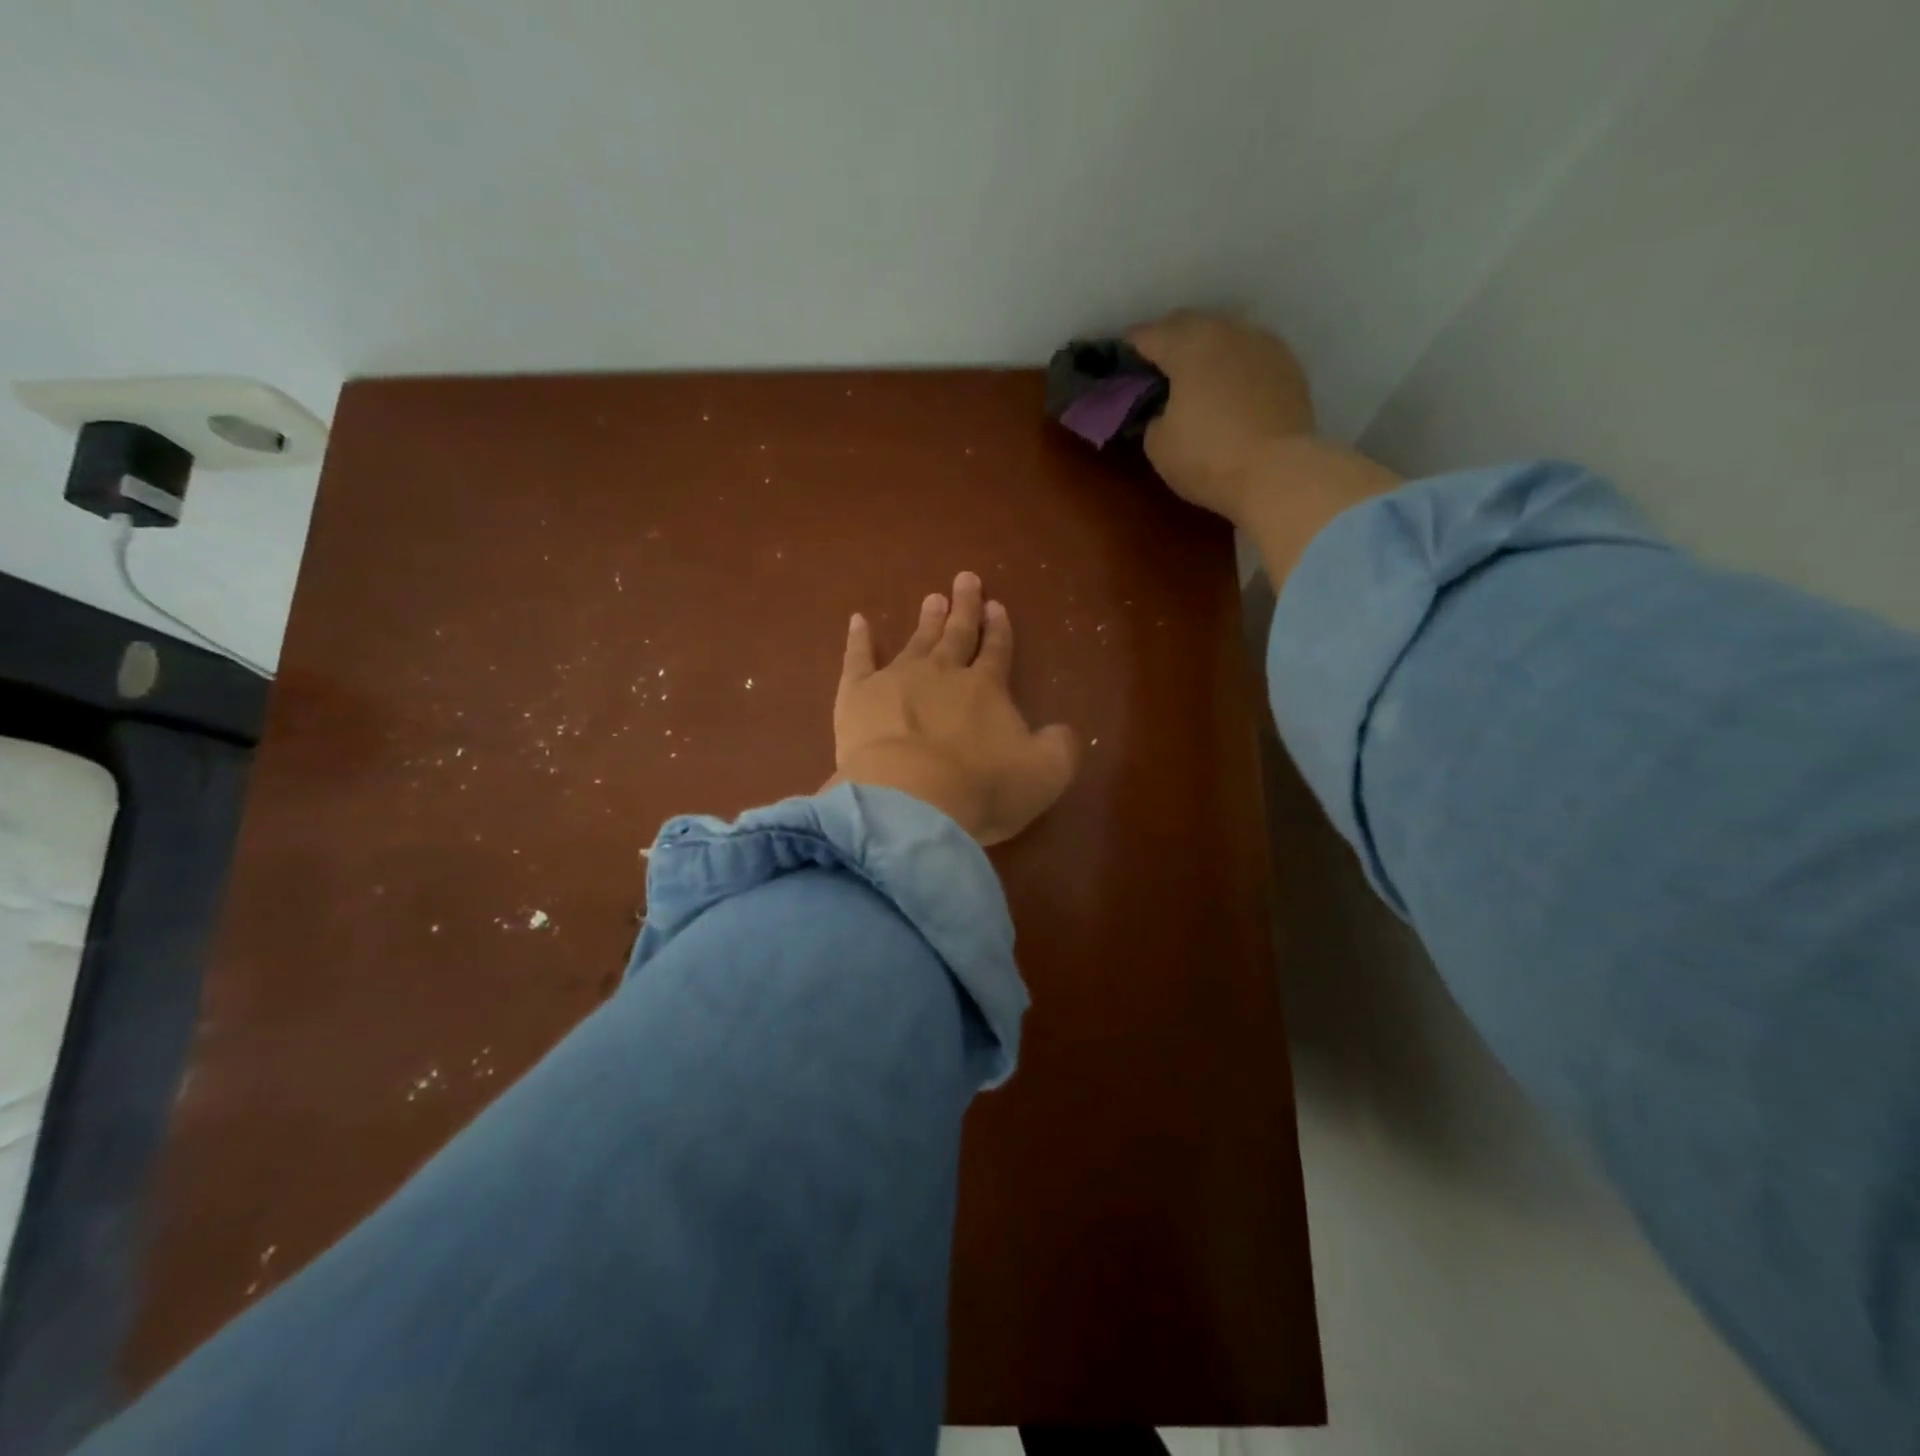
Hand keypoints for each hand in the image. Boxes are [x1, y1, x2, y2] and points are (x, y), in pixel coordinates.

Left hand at [827, 571, 1078, 846]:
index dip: (998, 629)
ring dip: (927, 619)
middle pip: (957, 634)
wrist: (910, 800)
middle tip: (966, 580)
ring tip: (932, 598)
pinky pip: (857, 658)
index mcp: (987, 688)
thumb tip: (1061, 730)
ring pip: (917, 641)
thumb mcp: (1044, 773)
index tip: (997, 607)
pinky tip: (858, 620)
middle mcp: (943, 673)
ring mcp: (897, 679)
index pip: (996, 650)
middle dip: (965, 608)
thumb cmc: (980, 789)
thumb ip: (1059, 746)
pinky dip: (858, 639)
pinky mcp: (858, 695)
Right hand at [1126, 310, 1316, 522]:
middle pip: (1189, 323)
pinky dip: (1234, 364)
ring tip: (1195, 374)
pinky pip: (1250, 354)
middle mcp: (1227, 332)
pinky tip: (1229, 387)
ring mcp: (1263, 344)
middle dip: (1168, 340)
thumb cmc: (1208, 458)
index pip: (1148, 335)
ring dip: (1205, 348)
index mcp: (1188, 346)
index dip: (1129, 347)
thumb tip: (1164, 410)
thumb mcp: (1158, 445)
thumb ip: (1153, 416)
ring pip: (1224, 333)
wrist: (1279, 473)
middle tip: (1155, 366)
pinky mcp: (1288, 366)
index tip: (1119, 359)